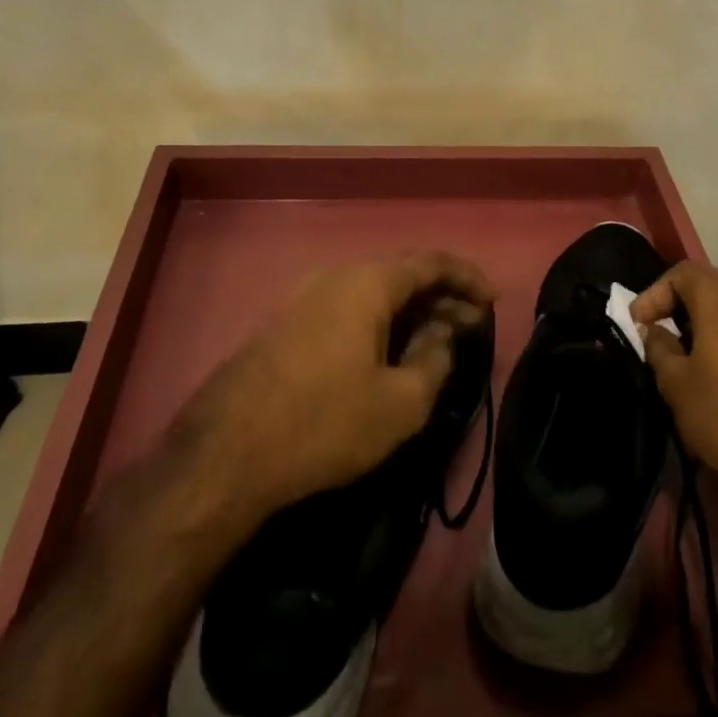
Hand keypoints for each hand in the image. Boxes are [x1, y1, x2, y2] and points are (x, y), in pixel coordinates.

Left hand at [160, 252, 496, 521]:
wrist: (224, 454)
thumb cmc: (324, 423)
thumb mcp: (399, 403)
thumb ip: (434, 359)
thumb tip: (443, 333)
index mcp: (367, 282)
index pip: (430, 262)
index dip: (467, 277)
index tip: (492, 301)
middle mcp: (335, 276)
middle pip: (401, 274)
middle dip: (441, 296)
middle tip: (469, 326)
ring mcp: (304, 299)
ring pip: (372, 293)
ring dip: (409, 311)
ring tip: (434, 341)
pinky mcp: (285, 326)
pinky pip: (347, 310)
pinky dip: (378, 323)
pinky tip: (386, 354)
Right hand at [632, 262, 717, 516]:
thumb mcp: (676, 384)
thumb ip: (658, 347)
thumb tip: (654, 331)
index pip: (680, 273)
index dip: (653, 294)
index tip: (637, 325)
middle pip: (706, 283)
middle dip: (676, 302)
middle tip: (656, 330)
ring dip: (700, 318)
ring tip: (681, 350)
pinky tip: (712, 366)